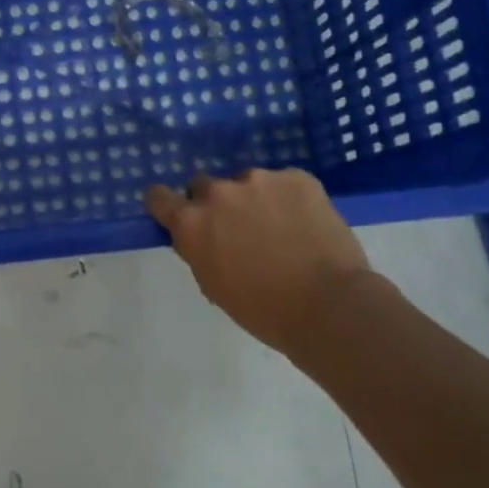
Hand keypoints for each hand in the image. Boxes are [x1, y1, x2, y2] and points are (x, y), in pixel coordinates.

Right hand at [145, 169, 370, 353]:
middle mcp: (218, 193)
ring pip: (247, 184)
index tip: (179, 215)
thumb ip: (198, 249)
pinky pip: (283, 182)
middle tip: (239, 229)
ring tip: (281, 228)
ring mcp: (258, 180)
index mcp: (191, 223)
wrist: (330, 307)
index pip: (158, 197)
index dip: (168, 206)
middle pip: (204, 186)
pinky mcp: (297, 177)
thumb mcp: (213, 284)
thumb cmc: (263, 310)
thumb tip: (201, 236)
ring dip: (255, 200)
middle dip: (216, 204)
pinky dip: (289, 198)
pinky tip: (305, 223)